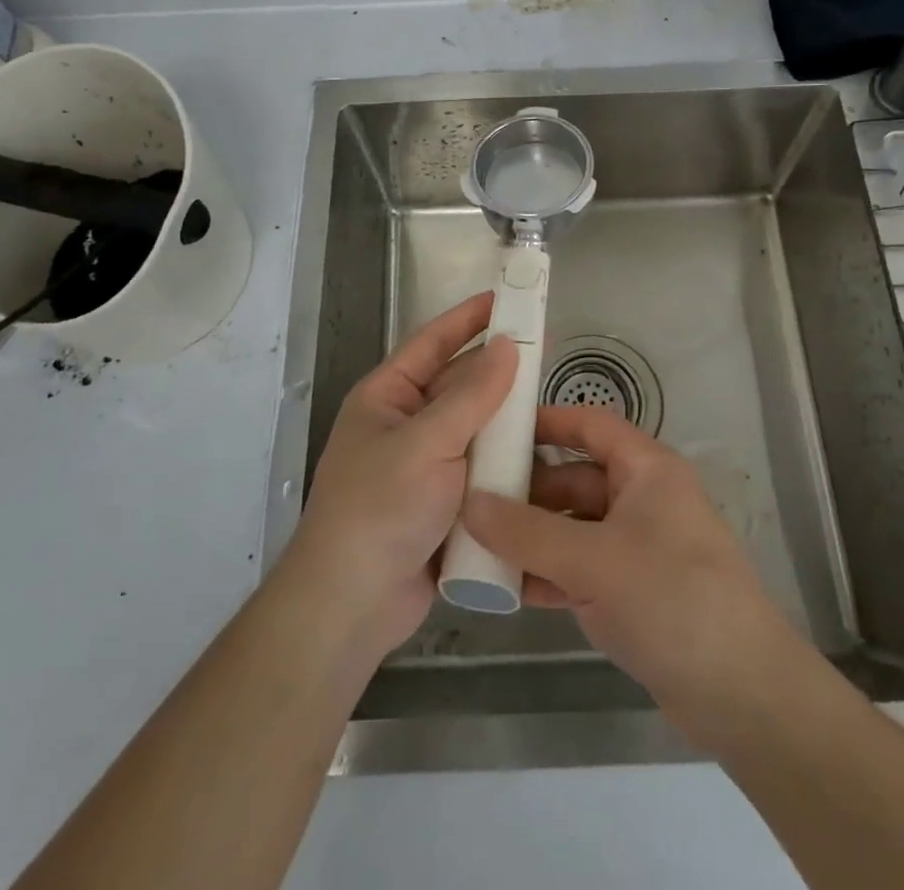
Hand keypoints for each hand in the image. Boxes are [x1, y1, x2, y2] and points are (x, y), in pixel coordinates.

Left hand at [281, 292, 517, 661]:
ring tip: (551, 403)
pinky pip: (481, 468)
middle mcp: (405, 424)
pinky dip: (506, 461)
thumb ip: (471, 395)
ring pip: (474, 429)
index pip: (431, 343)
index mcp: (386, 398)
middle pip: (457, 385)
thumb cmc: (380, 507)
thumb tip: (507, 345)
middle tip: (544, 353)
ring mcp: (425, 466)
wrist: (353, 604)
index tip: (505, 298)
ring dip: (506, 419)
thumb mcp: (426, 442)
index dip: (467, 318)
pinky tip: (542, 456)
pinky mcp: (444, 503)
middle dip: (496, 371)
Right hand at [459, 407, 799, 728]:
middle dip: (527, 489)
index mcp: (646, 469)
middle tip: (470, 497)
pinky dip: (549, 574)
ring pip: (575, 526)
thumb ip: (526, 532)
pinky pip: (581, 568)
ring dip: (532, 536)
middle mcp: (643, 499)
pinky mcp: (635, 592)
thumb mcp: (591, 560)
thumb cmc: (671, 599)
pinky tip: (508, 588)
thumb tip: (468, 501)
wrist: (743, 696)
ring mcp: (639, 547)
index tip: (494, 429)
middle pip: (576, 477)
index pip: (589, 424)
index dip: (545, 422)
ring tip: (477, 543)